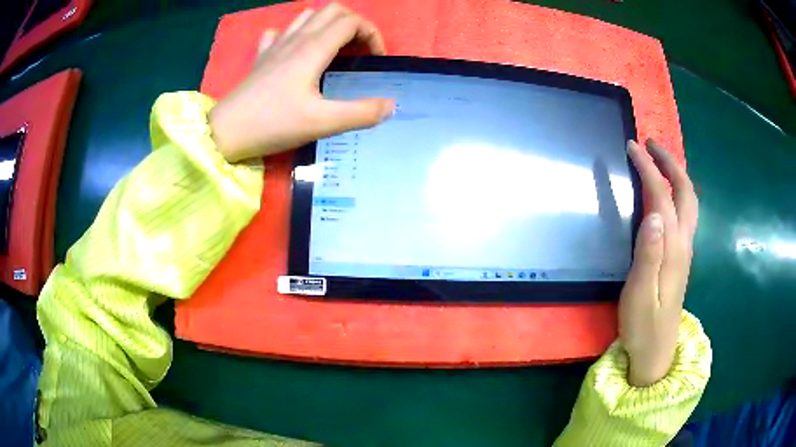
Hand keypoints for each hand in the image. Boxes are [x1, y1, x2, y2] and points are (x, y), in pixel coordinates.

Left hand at [209, 4, 394, 161]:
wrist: (225, 132)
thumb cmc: (273, 124)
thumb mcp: (322, 123)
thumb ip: (361, 113)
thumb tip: (390, 105)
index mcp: (313, 48)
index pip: (351, 21)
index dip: (372, 34)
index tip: (376, 59)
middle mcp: (296, 39)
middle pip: (332, 11)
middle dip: (354, 24)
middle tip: (359, 51)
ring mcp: (275, 45)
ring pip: (307, 16)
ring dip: (327, 24)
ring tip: (334, 48)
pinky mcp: (261, 57)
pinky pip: (280, 32)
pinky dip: (294, 34)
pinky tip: (295, 51)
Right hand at [620, 139, 698, 386]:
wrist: (656, 353)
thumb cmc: (643, 325)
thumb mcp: (638, 294)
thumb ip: (648, 254)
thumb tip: (652, 214)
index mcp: (672, 249)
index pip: (663, 197)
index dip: (649, 169)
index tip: (632, 147)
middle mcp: (683, 243)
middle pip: (685, 193)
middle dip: (671, 163)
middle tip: (652, 144)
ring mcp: (685, 251)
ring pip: (689, 202)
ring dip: (677, 175)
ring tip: (660, 161)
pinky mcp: (681, 258)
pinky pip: (685, 214)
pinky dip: (678, 192)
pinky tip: (668, 194)